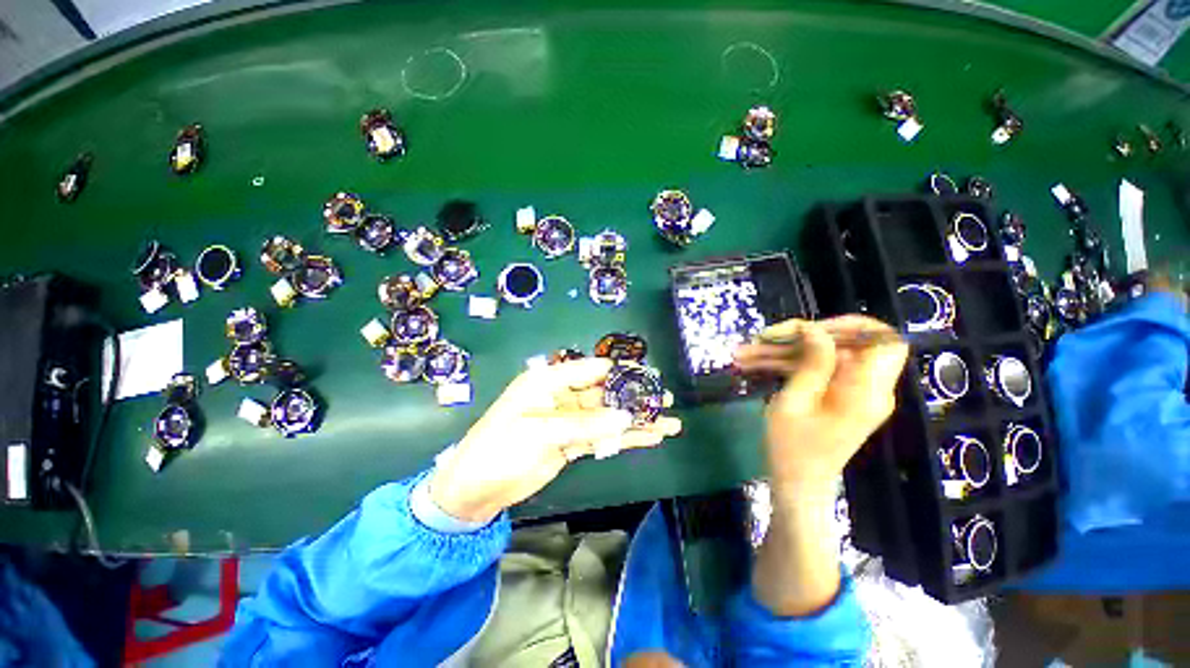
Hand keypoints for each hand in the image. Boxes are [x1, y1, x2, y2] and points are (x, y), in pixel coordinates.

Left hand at [429, 358, 681, 522]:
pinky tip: (648, 437)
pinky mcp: (572, 442)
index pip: (591, 369)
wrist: (475, 489)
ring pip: (608, 416)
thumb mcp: (539, 432)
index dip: (619, 371)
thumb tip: (625, 416)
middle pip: (605, 393)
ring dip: (636, 419)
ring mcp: (569, 420)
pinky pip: (603, 437)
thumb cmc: (499, 449)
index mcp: (548, 380)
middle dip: (635, 396)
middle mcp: (562, 395)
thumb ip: (584, 424)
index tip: (649, 376)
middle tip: (665, 398)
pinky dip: (624, 438)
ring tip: (668, 422)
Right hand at [735, 316, 907, 495]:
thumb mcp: (794, 402)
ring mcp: (853, 391)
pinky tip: (753, 364)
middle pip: (847, 343)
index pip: (882, 341)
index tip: (810, 329)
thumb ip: (811, 363)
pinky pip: (816, 369)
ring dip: (784, 350)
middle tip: (765, 339)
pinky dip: (786, 364)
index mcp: (866, 392)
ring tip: (743, 353)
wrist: (797, 483)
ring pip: (823, 355)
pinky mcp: (838, 395)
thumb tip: (814, 328)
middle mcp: (869, 388)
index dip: (850, 326)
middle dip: (803, 336)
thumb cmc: (792, 448)